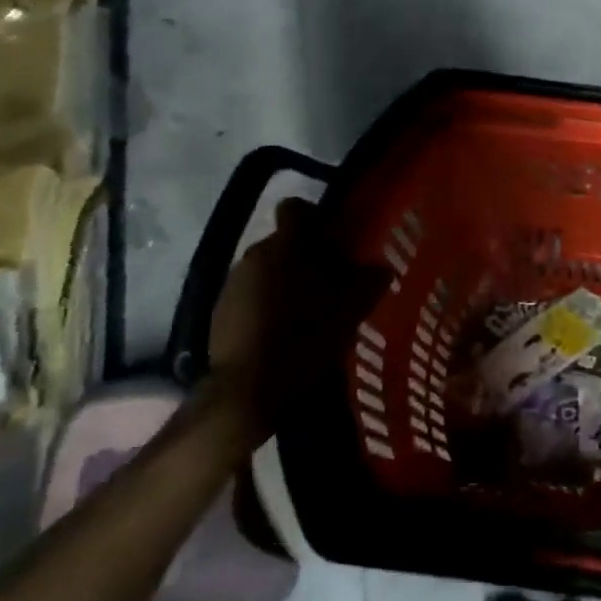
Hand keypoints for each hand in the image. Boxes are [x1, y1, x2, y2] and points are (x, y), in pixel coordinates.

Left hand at [203, 198, 390, 457]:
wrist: (246, 391)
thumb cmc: (304, 339)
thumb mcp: (350, 310)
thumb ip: (368, 280)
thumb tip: (380, 267)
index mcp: (285, 246)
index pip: (297, 208)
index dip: (317, 219)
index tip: (335, 242)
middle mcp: (254, 254)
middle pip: (284, 242)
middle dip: (306, 257)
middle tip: (332, 283)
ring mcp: (233, 283)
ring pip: (267, 268)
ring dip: (286, 281)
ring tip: (308, 311)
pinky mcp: (220, 311)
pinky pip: (251, 294)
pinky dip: (267, 304)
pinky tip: (283, 332)